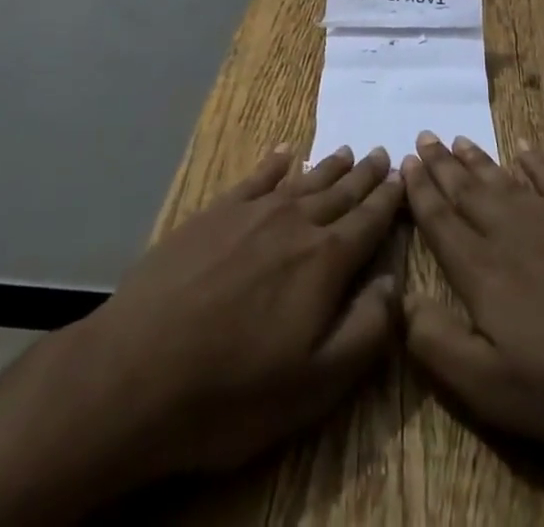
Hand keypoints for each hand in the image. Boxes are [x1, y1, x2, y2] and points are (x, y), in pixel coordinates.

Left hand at [70, 143, 406, 480]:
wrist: (139, 368)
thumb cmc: (234, 390)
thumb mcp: (316, 384)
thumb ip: (365, 330)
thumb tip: (395, 282)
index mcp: (324, 262)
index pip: (368, 222)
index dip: (388, 201)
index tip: (403, 177)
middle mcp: (294, 223)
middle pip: (339, 193)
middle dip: (364, 176)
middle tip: (382, 153)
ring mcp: (251, 212)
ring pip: (302, 181)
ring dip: (329, 167)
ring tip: (348, 152)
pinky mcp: (214, 212)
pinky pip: (255, 177)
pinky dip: (274, 162)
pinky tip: (284, 152)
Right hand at [401, 134, 543, 455]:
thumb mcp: (502, 390)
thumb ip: (442, 347)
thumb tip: (402, 302)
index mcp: (484, 271)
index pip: (441, 223)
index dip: (420, 195)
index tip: (405, 164)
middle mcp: (511, 229)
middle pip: (467, 191)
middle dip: (441, 166)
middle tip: (423, 137)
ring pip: (503, 179)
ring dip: (476, 160)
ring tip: (456, 140)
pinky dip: (534, 162)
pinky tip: (525, 151)